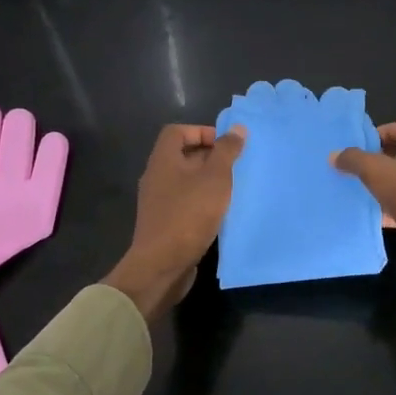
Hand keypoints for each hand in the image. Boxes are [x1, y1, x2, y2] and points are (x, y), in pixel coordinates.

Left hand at [104, 124, 246, 321]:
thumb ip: (226, 152)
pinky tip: (221, 213)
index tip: (226, 146)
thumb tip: (237, 128)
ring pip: (187, 181)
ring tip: (233, 189)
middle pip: (183, 155)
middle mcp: (157, 177)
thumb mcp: (215, 178)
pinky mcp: (165, 223)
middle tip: (236, 166)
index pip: (177, 131)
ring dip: (209, 182)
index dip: (202, 132)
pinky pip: (186, 202)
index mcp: (163, 160)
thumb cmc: (188, 215)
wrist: (162, 266)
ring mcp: (159, 202)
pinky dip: (203, 202)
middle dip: (211, 157)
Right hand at [334, 119, 395, 308]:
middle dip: (377, 160)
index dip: (385, 131)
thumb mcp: (378, 172)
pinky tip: (370, 217)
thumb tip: (334, 154)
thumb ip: (355, 160)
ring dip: (382, 185)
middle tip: (354, 168)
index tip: (363, 145)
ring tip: (356, 191)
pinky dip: (389, 209)